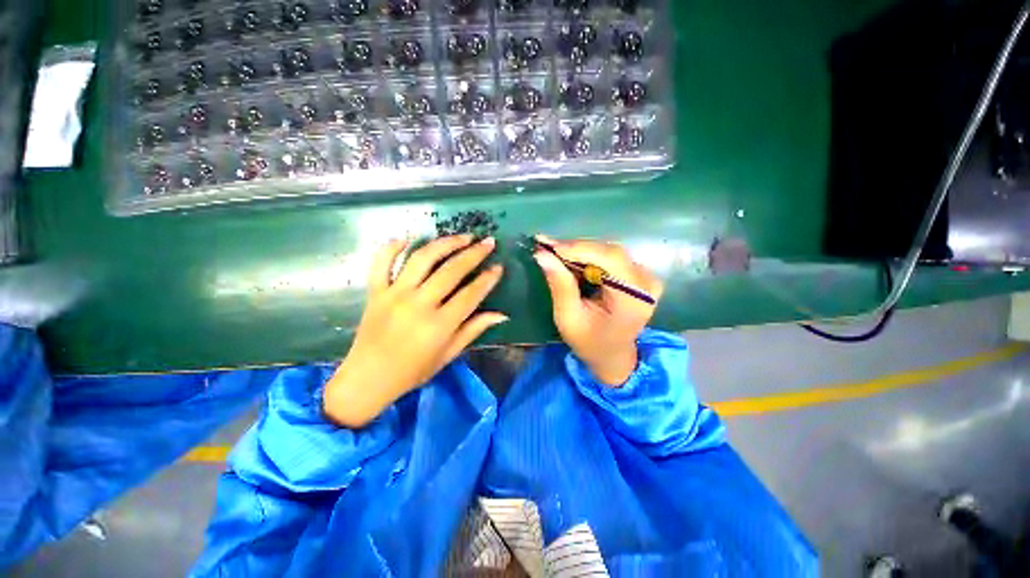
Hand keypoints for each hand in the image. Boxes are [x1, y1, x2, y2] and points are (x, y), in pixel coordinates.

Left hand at [324, 235, 506, 427]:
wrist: (367, 379)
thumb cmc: (413, 371)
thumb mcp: (448, 355)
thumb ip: (474, 330)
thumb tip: (502, 315)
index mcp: (439, 325)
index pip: (470, 294)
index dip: (487, 279)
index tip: (499, 267)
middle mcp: (418, 305)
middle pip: (451, 271)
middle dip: (474, 254)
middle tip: (488, 242)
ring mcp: (394, 295)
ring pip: (422, 259)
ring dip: (445, 243)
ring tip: (462, 236)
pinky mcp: (375, 292)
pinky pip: (381, 262)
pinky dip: (392, 247)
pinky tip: (408, 238)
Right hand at [534, 236, 662, 386]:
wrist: (613, 355)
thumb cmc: (589, 342)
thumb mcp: (568, 318)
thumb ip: (559, 285)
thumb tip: (543, 254)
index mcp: (633, 299)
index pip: (610, 259)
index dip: (579, 248)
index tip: (549, 246)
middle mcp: (646, 284)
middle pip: (610, 252)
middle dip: (576, 248)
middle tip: (548, 248)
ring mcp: (646, 278)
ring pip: (610, 251)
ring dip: (581, 251)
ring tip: (556, 253)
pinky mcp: (640, 276)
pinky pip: (613, 257)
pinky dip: (590, 256)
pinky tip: (573, 260)